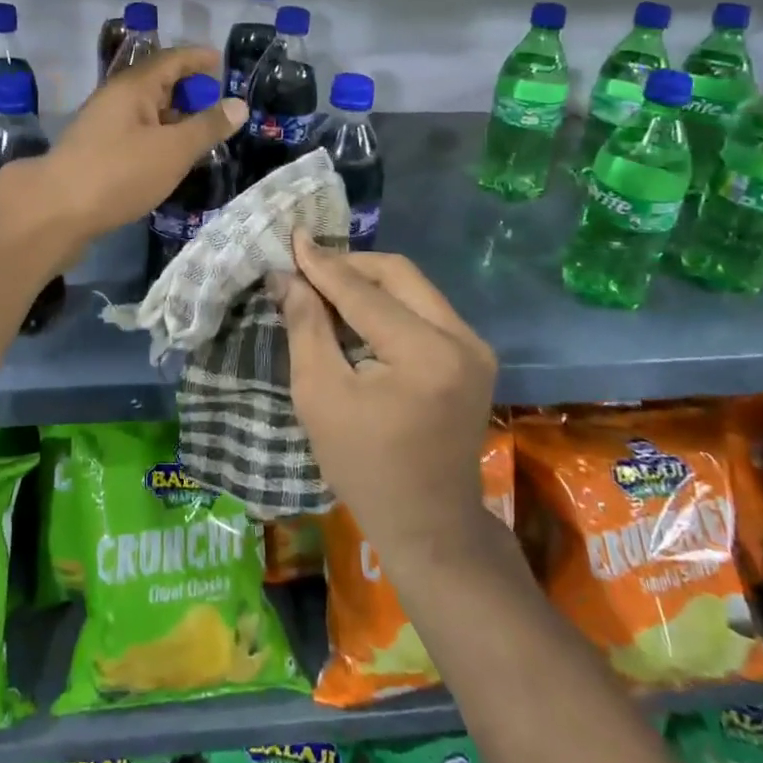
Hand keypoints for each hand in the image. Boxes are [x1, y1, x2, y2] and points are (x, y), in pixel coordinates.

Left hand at [0, 46, 245, 250]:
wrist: (55, 212)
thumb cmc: (119, 174)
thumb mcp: (173, 150)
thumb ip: (207, 127)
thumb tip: (238, 104)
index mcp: (133, 87)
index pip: (171, 59)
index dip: (198, 58)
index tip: (220, 62)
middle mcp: (114, 98)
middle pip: (156, 83)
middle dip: (187, 90)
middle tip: (216, 105)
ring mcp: (101, 125)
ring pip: (145, 111)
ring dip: (172, 117)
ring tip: (200, 134)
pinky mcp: (94, 151)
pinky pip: (134, 133)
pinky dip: (157, 137)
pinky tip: (168, 158)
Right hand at [271, 236, 497, 561]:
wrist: (429, 525)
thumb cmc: (364, 467)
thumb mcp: (320, 395)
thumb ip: (306, 326)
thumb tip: (287, 277)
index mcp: (426, 353)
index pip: (363, 291)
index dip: (323, 264)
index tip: (292, 237)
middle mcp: (462, 338)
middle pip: (398, 274)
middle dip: (349, 266)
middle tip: (307, 269)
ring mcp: (475, 346)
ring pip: (413, 287)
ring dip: (368, 282)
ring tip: (325, 290)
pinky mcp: (474, 356)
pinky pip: (424, 308)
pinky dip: (388, 303)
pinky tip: (357, 314)